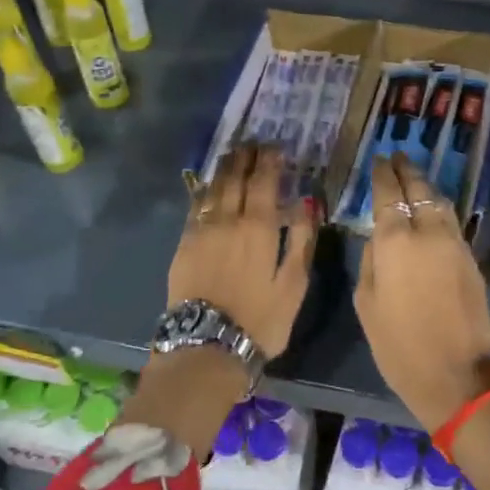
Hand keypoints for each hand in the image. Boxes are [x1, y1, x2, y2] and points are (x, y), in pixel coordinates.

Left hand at [168, 145, 316, 357]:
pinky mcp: (183, 245)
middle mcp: (227, 220)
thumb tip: (307, 202)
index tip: (275, 147)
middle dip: (245, 158)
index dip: (269, 161)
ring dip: (223, 169)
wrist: (207, 346)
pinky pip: (194, 207)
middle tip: (252, 144)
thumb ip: (301, 240)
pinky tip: (207, 185)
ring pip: (212, 189)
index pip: (263, 181)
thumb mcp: (293, 284)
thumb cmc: (260, 319)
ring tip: (232, 155)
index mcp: (258, 227)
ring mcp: (201, 231)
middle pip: (235, 178)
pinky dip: (203, 190)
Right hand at [355, 157, 489, 432]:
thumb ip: (370, 263)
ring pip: (441, 203)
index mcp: (396, 242)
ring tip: (415, 177)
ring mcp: (455, 244)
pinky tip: (432, 211)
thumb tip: (378, 240)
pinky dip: (440, 210)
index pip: (389, 194)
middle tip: (398, 156)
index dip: (383, 174)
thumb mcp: (366, 304)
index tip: (379, 160)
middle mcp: (429, 233)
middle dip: (408, 170)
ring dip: (427, 187)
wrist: (457, 375)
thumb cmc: (399, 345)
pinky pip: (452, 223)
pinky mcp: (471, 260)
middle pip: (420, 190)